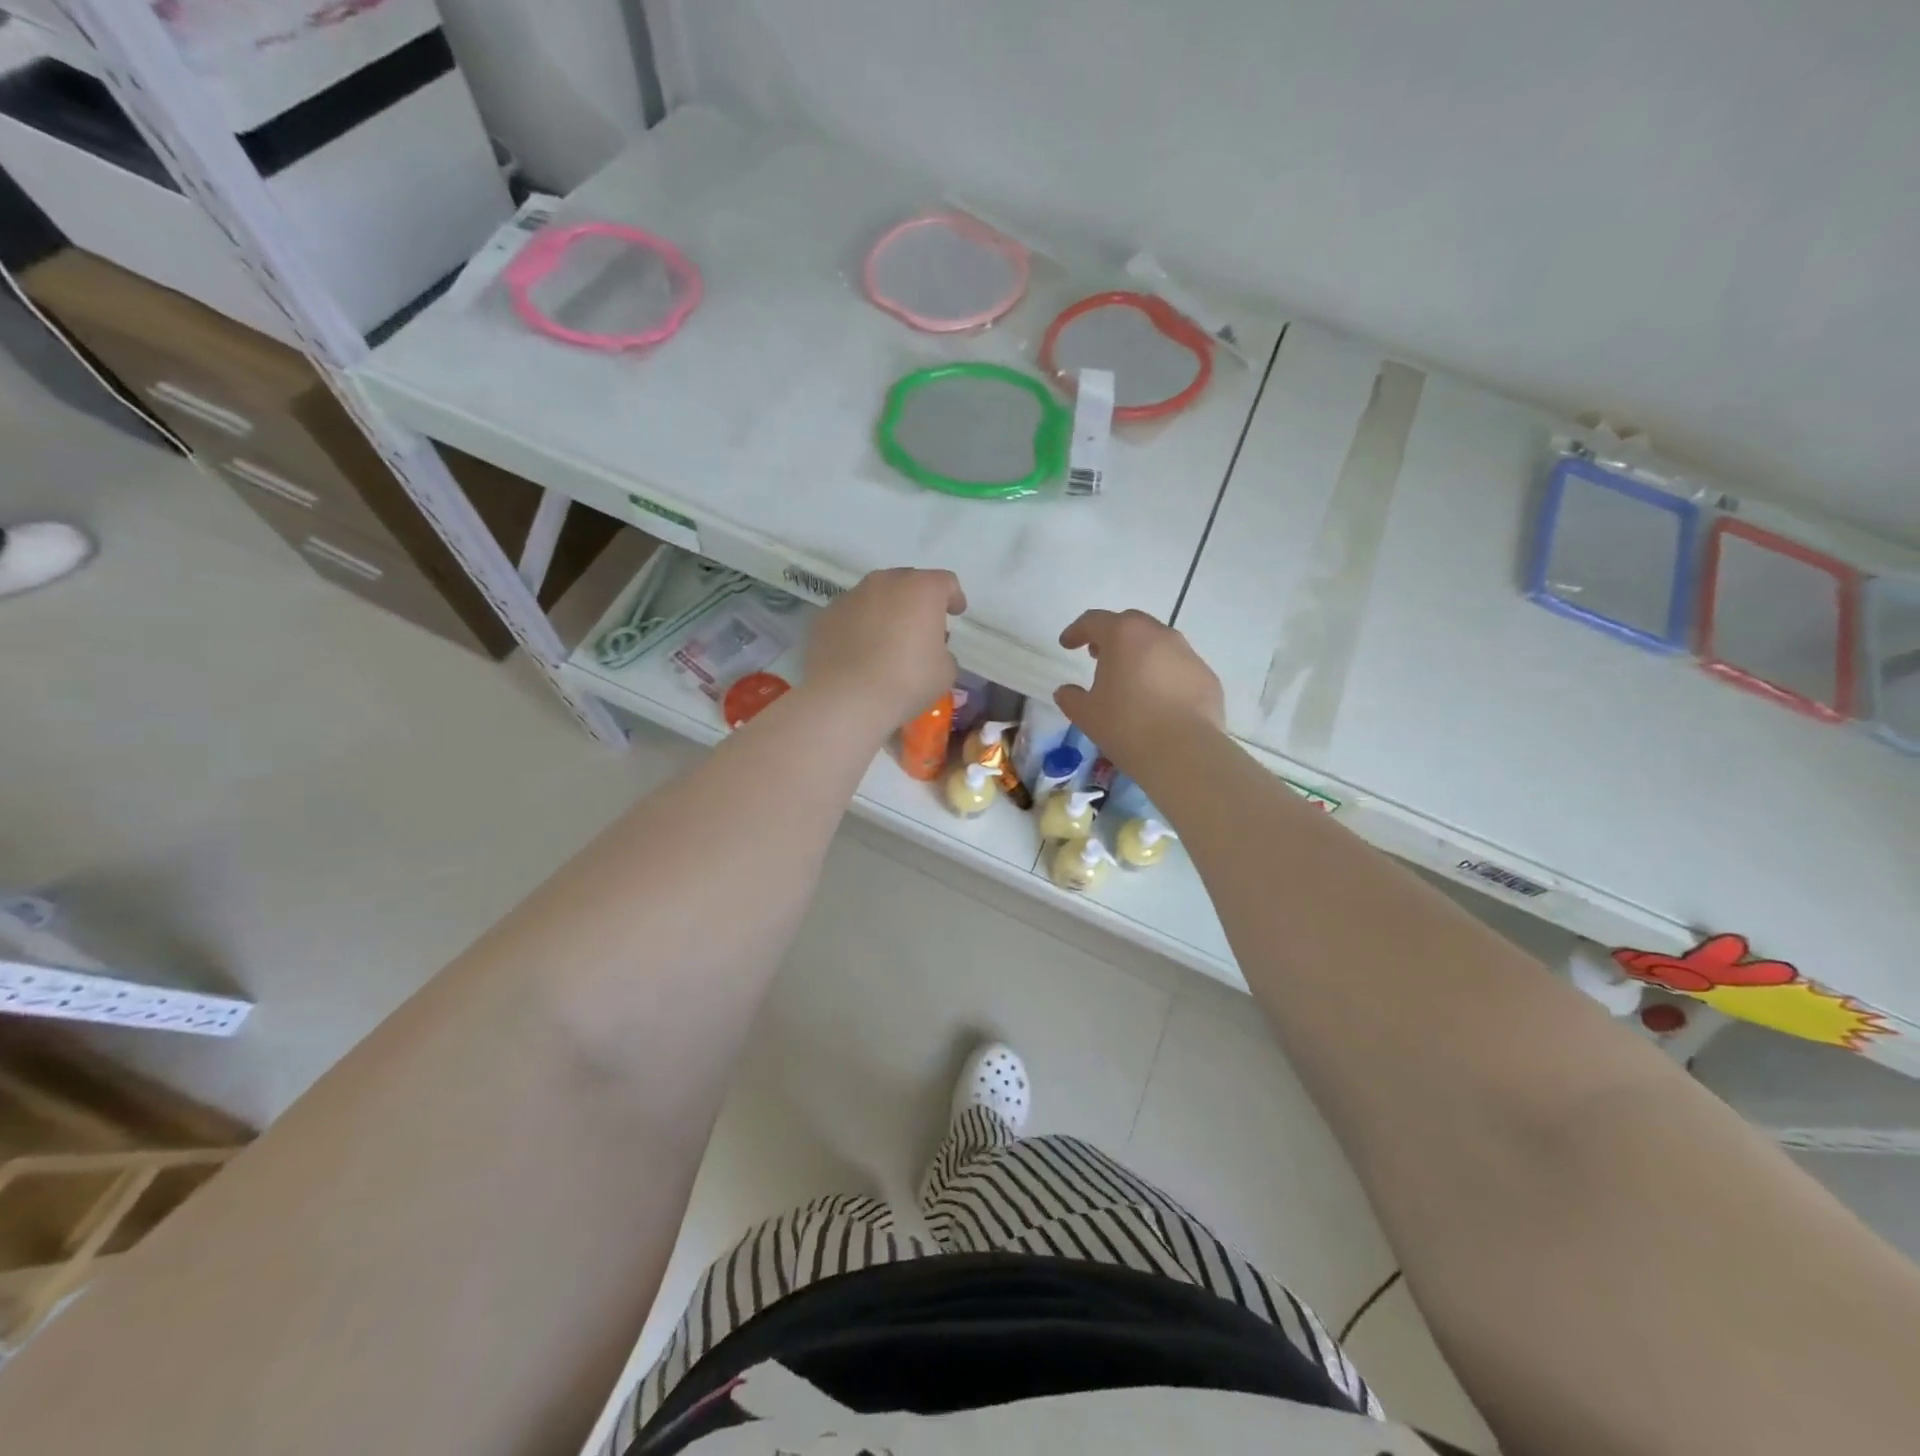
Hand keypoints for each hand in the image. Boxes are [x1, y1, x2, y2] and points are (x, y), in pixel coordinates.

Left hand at [806, 568, 966, 732]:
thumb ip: (943, 652)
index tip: (955, 614)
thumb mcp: (945, 671)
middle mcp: (885, 583)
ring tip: (887, 640)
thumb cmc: (907, 681)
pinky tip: (859, 653)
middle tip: (921, 627)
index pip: (945, 582)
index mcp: (922, 589)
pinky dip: (858, 627)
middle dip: (917, 601)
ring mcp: (851, 596)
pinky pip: (850, 615)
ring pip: (875, 596)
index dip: (953, 597)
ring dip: (885, 611)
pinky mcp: (825, 616)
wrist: (846, 698)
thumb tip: (931, 650)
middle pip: (907, 582)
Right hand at [1054, 609, 1224, 772]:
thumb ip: (1071, 698)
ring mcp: (1188, 654)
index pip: (1094, 621)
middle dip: (1112, 636)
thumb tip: (1066, 691)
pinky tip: (1159, 701)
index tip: (1067, 644)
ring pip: (1159, 644)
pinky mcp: (1207, 676)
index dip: (1077, 631)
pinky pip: (1179, 668)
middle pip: (1130, 624)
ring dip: (1141, 655)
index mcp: (1124, 636)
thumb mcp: (1086, 714)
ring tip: (1130, 680)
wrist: (1184, 752)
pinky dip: (1164, 676)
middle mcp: (1159, 635)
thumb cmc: (1126, 726)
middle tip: (1099, 656)